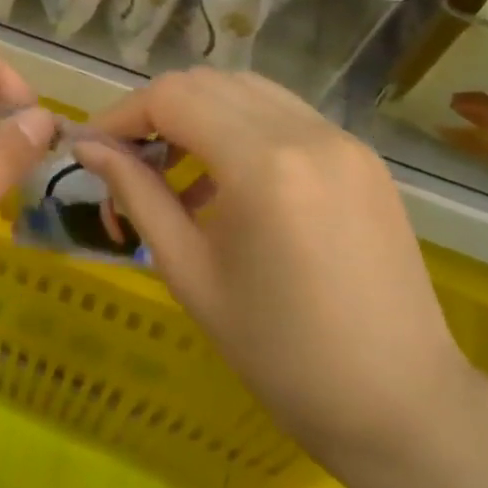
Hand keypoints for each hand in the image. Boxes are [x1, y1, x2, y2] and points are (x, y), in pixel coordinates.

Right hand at [77, 69, 480, 482]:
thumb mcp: (190, 273)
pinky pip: (284, 116)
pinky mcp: (361, 157)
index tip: (93, 150)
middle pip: (207, 83)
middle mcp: (307, 133)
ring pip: (246, 91)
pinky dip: (240, 129)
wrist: (400, 405)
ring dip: (198, 115)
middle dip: (155, 112)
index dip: (121, 115)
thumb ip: (137, 195)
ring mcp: (343, 140)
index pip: (171, 97)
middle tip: (128, 163)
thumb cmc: (280, 354)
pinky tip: (227, 183)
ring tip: (175, 174)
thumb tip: (88, 148)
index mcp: (264, 164)